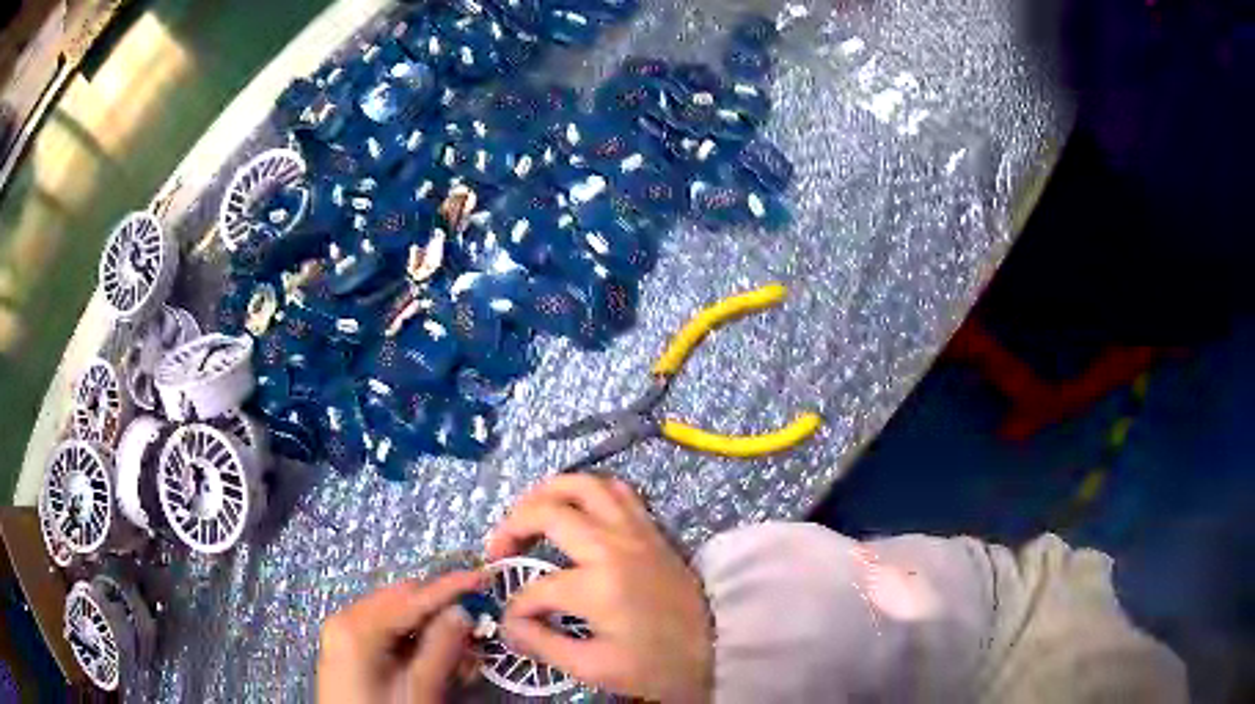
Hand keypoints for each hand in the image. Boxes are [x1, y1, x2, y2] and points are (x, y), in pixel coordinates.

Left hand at [317, 570, 481, 703]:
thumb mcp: (419, 689)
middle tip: (475, 636)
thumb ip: (441, 648)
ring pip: (397, 617)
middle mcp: (346, 619)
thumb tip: (463, 612)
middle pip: (403, 601)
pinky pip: (387, 633)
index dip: (451, 587)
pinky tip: (434, 664)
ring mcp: (345, 634)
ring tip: (458, 661)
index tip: (484, 577)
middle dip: (441, 614)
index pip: (412, 597)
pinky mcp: (349, 649)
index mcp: (357, 626)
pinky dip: (414, 643)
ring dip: (431, 631)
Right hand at [487, 474, 713, 702]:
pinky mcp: (652, 529)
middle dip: (512, 528)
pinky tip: (576, 511)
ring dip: (547, 494)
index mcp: (598, 585)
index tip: (514, 624)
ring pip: (584, 484)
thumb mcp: (595, 668)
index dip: (517, 608)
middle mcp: (614, 545)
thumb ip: (544, 644)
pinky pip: (617, 491)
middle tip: (501, 551)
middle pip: (548, 512)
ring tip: (528, 516)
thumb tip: (508, 626)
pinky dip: (588, 491)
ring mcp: (636, 531)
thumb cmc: (656, 665)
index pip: (537, 589)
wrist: (717, 650)